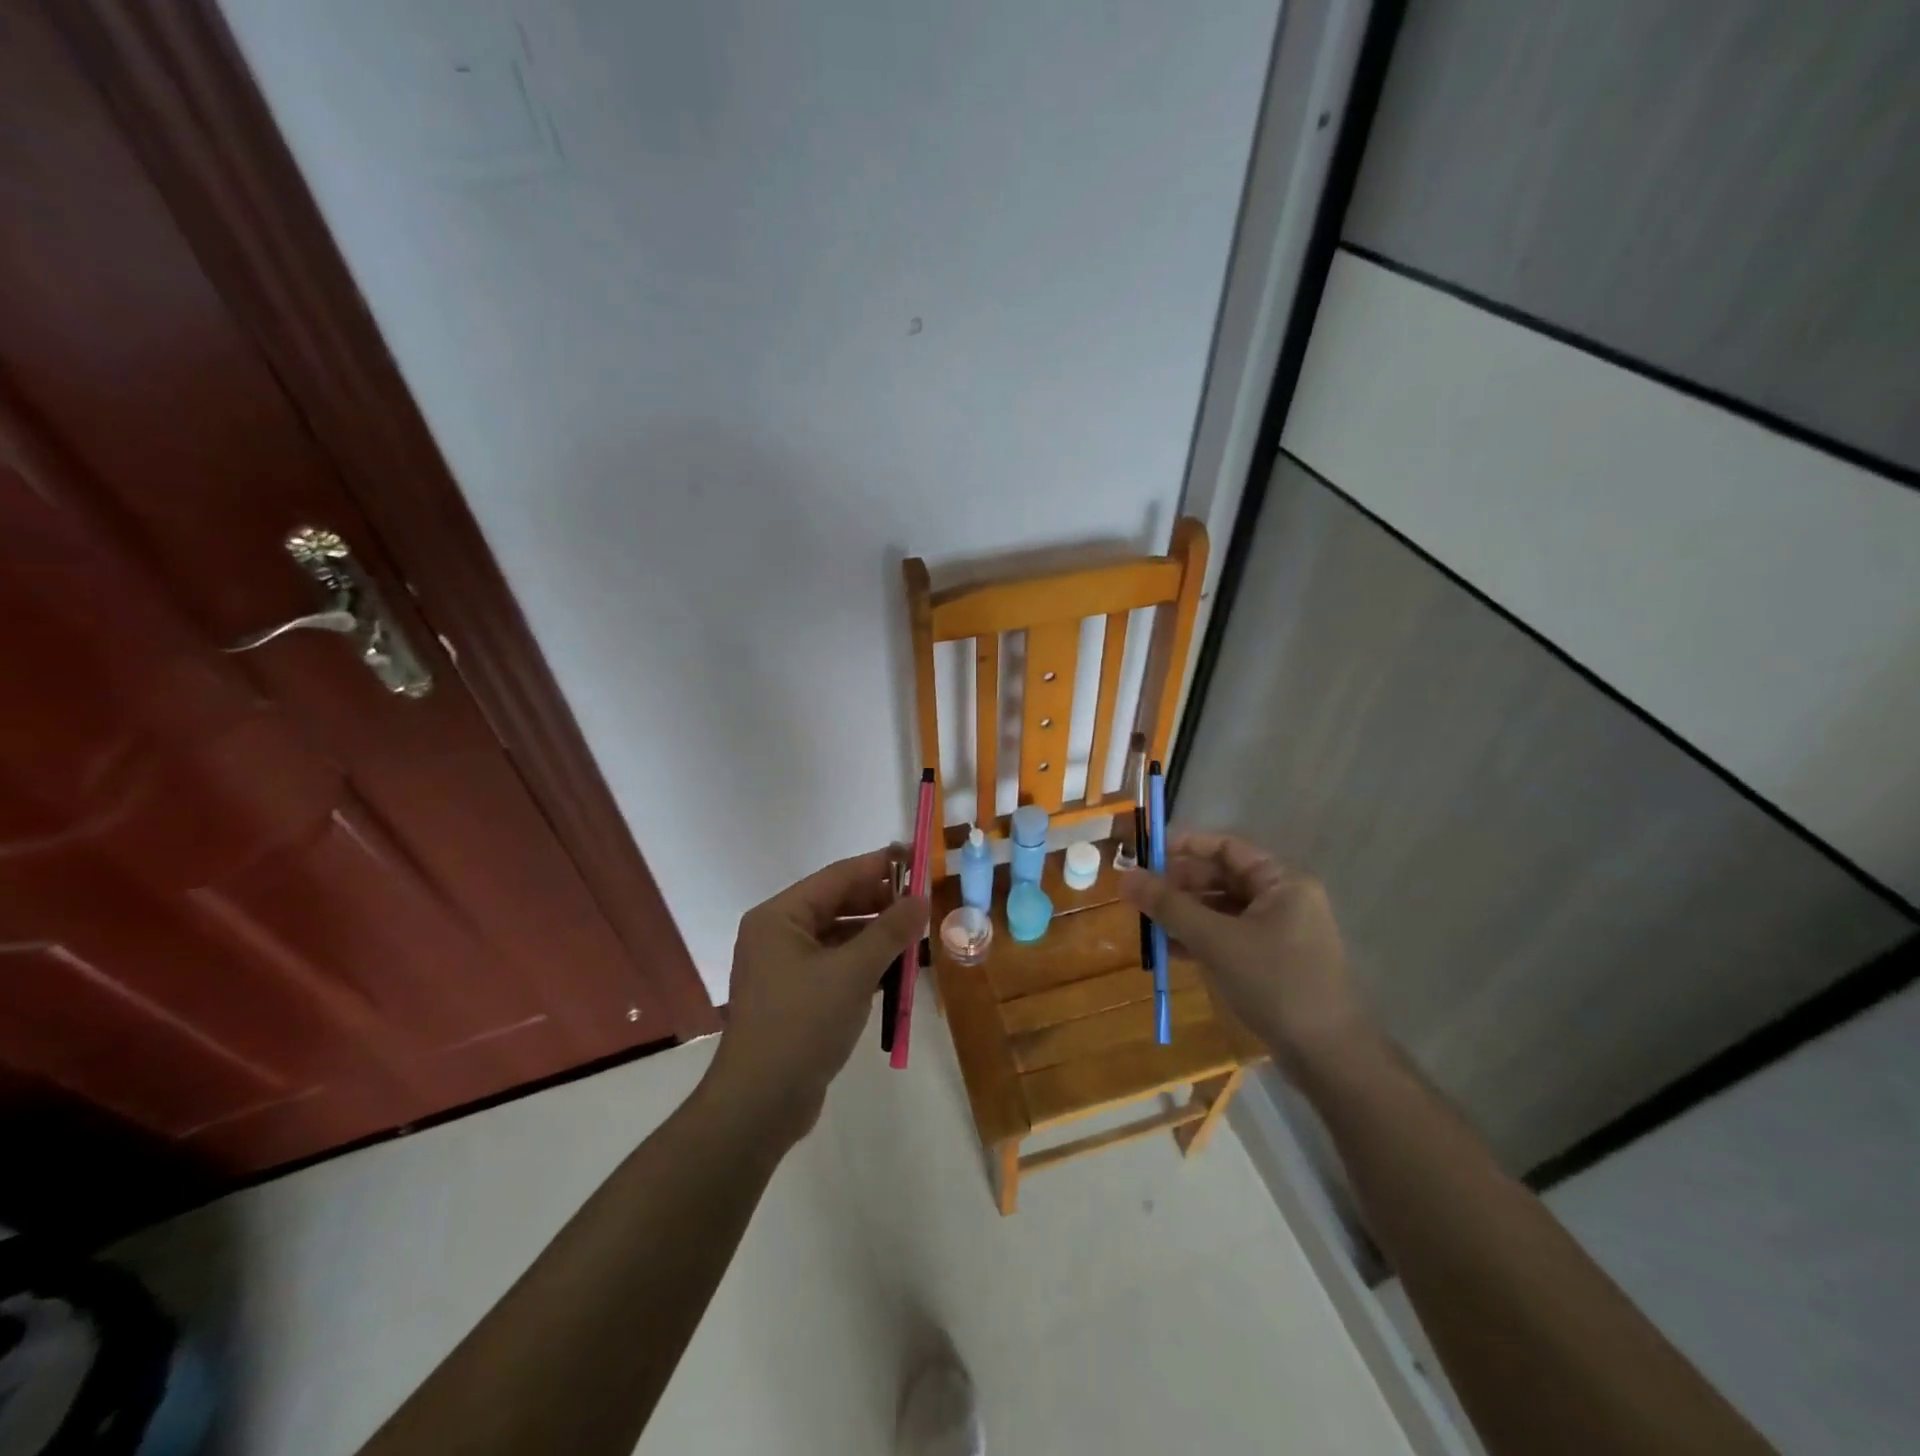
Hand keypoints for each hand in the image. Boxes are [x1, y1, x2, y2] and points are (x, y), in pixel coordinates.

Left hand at [706, 847, 927, 1141]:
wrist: (759, 1104)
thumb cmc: (803, 1024)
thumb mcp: (853, 972)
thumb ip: (890, 931)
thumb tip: (922, 899)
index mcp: (780, 917)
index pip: (838, 877)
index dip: (879, 866)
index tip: (916, 858)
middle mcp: (778, 934)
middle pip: (837, 904)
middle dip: (881, 902)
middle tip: (925, 900)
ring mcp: (784, 967)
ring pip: (839, 937)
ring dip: (877, 935)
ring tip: (918, 933)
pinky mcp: (795, 996)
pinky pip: (836, 965)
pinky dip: (865, 963)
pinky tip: (897, 968)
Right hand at [1121, 832, 1370, 1073]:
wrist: (1328, 1056)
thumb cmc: (1275, 984)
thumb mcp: (1215, 941)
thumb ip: (1169, 906)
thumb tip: (1126, 877)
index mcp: (1281, 882)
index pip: (1227, 847)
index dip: (1186, 847)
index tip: (1147, 856)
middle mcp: (1283, 899)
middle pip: (1223, 878)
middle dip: (1180, 886)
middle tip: (1141, 896)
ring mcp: (1280, 932)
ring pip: (1222, 910)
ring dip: (1186, 915)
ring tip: (1149, 926)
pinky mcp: (1273, 962)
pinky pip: (1229, 937)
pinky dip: (1201, 939)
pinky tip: (1171, 952)